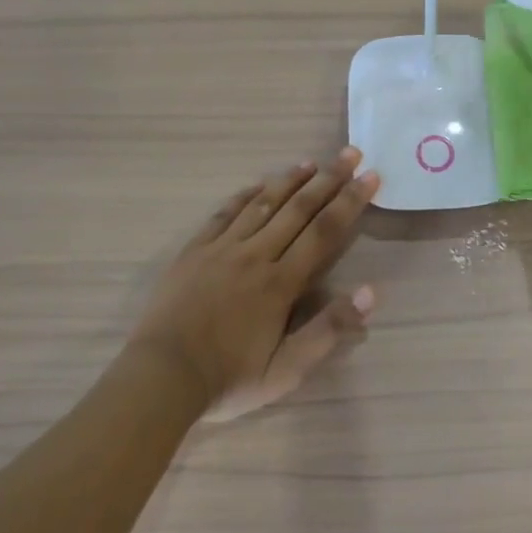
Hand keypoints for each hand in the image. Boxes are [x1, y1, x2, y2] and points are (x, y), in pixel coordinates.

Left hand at [130, 148, 381, 420]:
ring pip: (262, 205)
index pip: (324, 232)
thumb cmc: (229, 379)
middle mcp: (256, 255)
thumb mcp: (287, 369)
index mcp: (281, 283)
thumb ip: (329, 330)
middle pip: (298, 210)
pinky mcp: (194, 251)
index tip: (371, 177)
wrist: (160, 379)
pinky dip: (244, 196)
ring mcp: (222, 249)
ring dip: (289, 181)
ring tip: (311, 162)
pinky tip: (258, 185)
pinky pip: (223, 214)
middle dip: (329, 180)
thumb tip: (369, 292)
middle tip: (350, 153)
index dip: (350, 202)